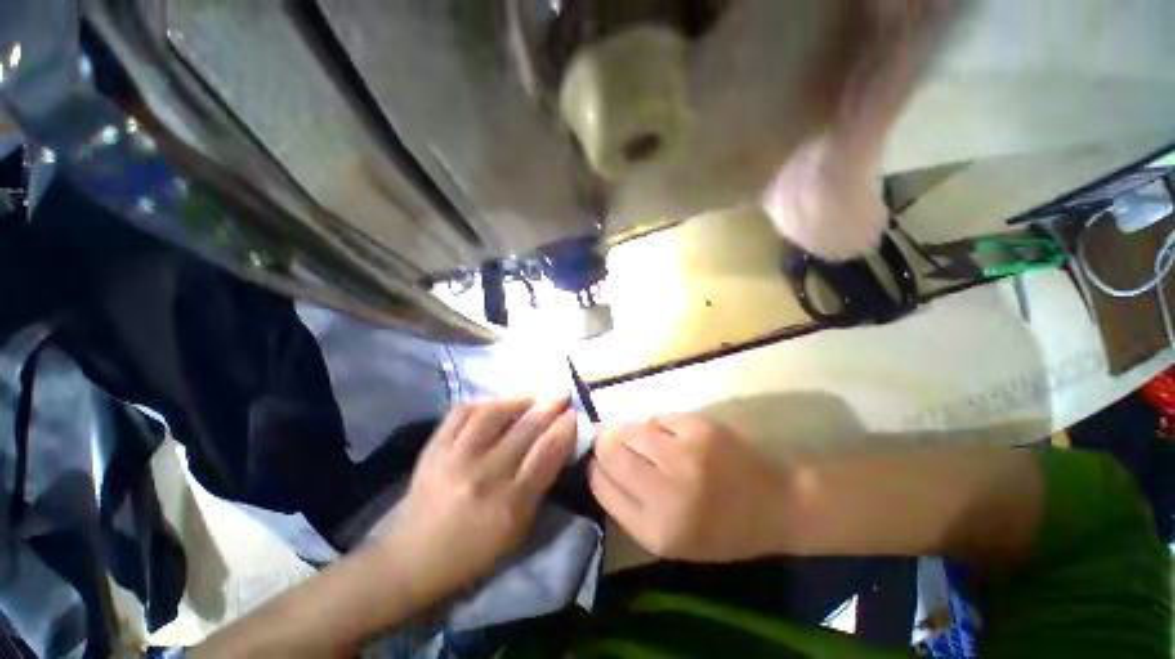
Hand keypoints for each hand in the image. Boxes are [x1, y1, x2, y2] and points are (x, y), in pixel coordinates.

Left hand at [374, 398, 575, 603]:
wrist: (413, 557)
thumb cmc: (474, 550)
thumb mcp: (518, 528)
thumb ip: (540, 484)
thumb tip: (557, 444)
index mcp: (510, 504)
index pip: (546, 453)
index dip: (564, 428)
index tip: (573, 414)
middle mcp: (484, 476)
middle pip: (525, 429)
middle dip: (549, 407)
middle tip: (561, 396)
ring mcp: (455, 458)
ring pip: (493, 413)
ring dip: (518, 400)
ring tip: (531, 398)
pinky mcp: (433, 448)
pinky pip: (461, 412)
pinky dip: (483, 403)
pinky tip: (496, 404)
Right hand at [589, 413, 791, 560]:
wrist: (776, 503)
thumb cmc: (720, 528)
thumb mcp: (670, 538)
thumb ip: (628, 504)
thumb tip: (597, 461)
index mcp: (656, 530)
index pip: (600, 485)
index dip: (595, 468)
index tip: (597, 461)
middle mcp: (665, 492)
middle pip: (610, 452)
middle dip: (605, 444)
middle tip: (612, 441)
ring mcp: (683, 454)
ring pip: (630, 428)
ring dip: (629, 432)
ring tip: (645, 441)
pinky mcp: (698, 427)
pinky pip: (657, 418)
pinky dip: (657, 425)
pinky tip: (669, 436)